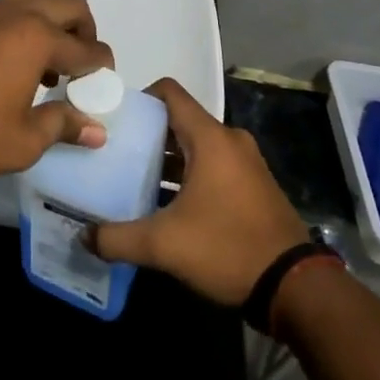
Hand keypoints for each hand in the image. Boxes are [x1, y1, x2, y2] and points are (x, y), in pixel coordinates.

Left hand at [0, 0, 114, 180]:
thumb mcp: (24, 140)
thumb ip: (64, 126)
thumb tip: (97, 130)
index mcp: (38, 39)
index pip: (87, 49)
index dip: (102, 67)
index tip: (103, 85)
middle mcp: (18, 14)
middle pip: (69, 6)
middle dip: (85, 31)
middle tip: (81, 65)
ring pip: (36, 1)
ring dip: (52, 26)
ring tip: (45, 67)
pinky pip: (7, 10)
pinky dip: (22, 26)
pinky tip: (11, 62)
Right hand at [87, 78, 309, 305]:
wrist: (295, 287)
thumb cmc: (227, 248)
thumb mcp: (164, 246)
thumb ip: (118, 238)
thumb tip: (84, 237)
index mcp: (210, 138)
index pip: (170, 93)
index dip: (139, 97)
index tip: (115, 118)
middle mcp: (229, 141)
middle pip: (180, 121)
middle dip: (148, 133)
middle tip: (117, 153)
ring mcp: (246, 164)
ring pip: (197, 146)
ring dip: (168, 159)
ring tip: (135, 179)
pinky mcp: (254, 187)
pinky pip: (214, 166)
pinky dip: (190, 175)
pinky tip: (168, 204)